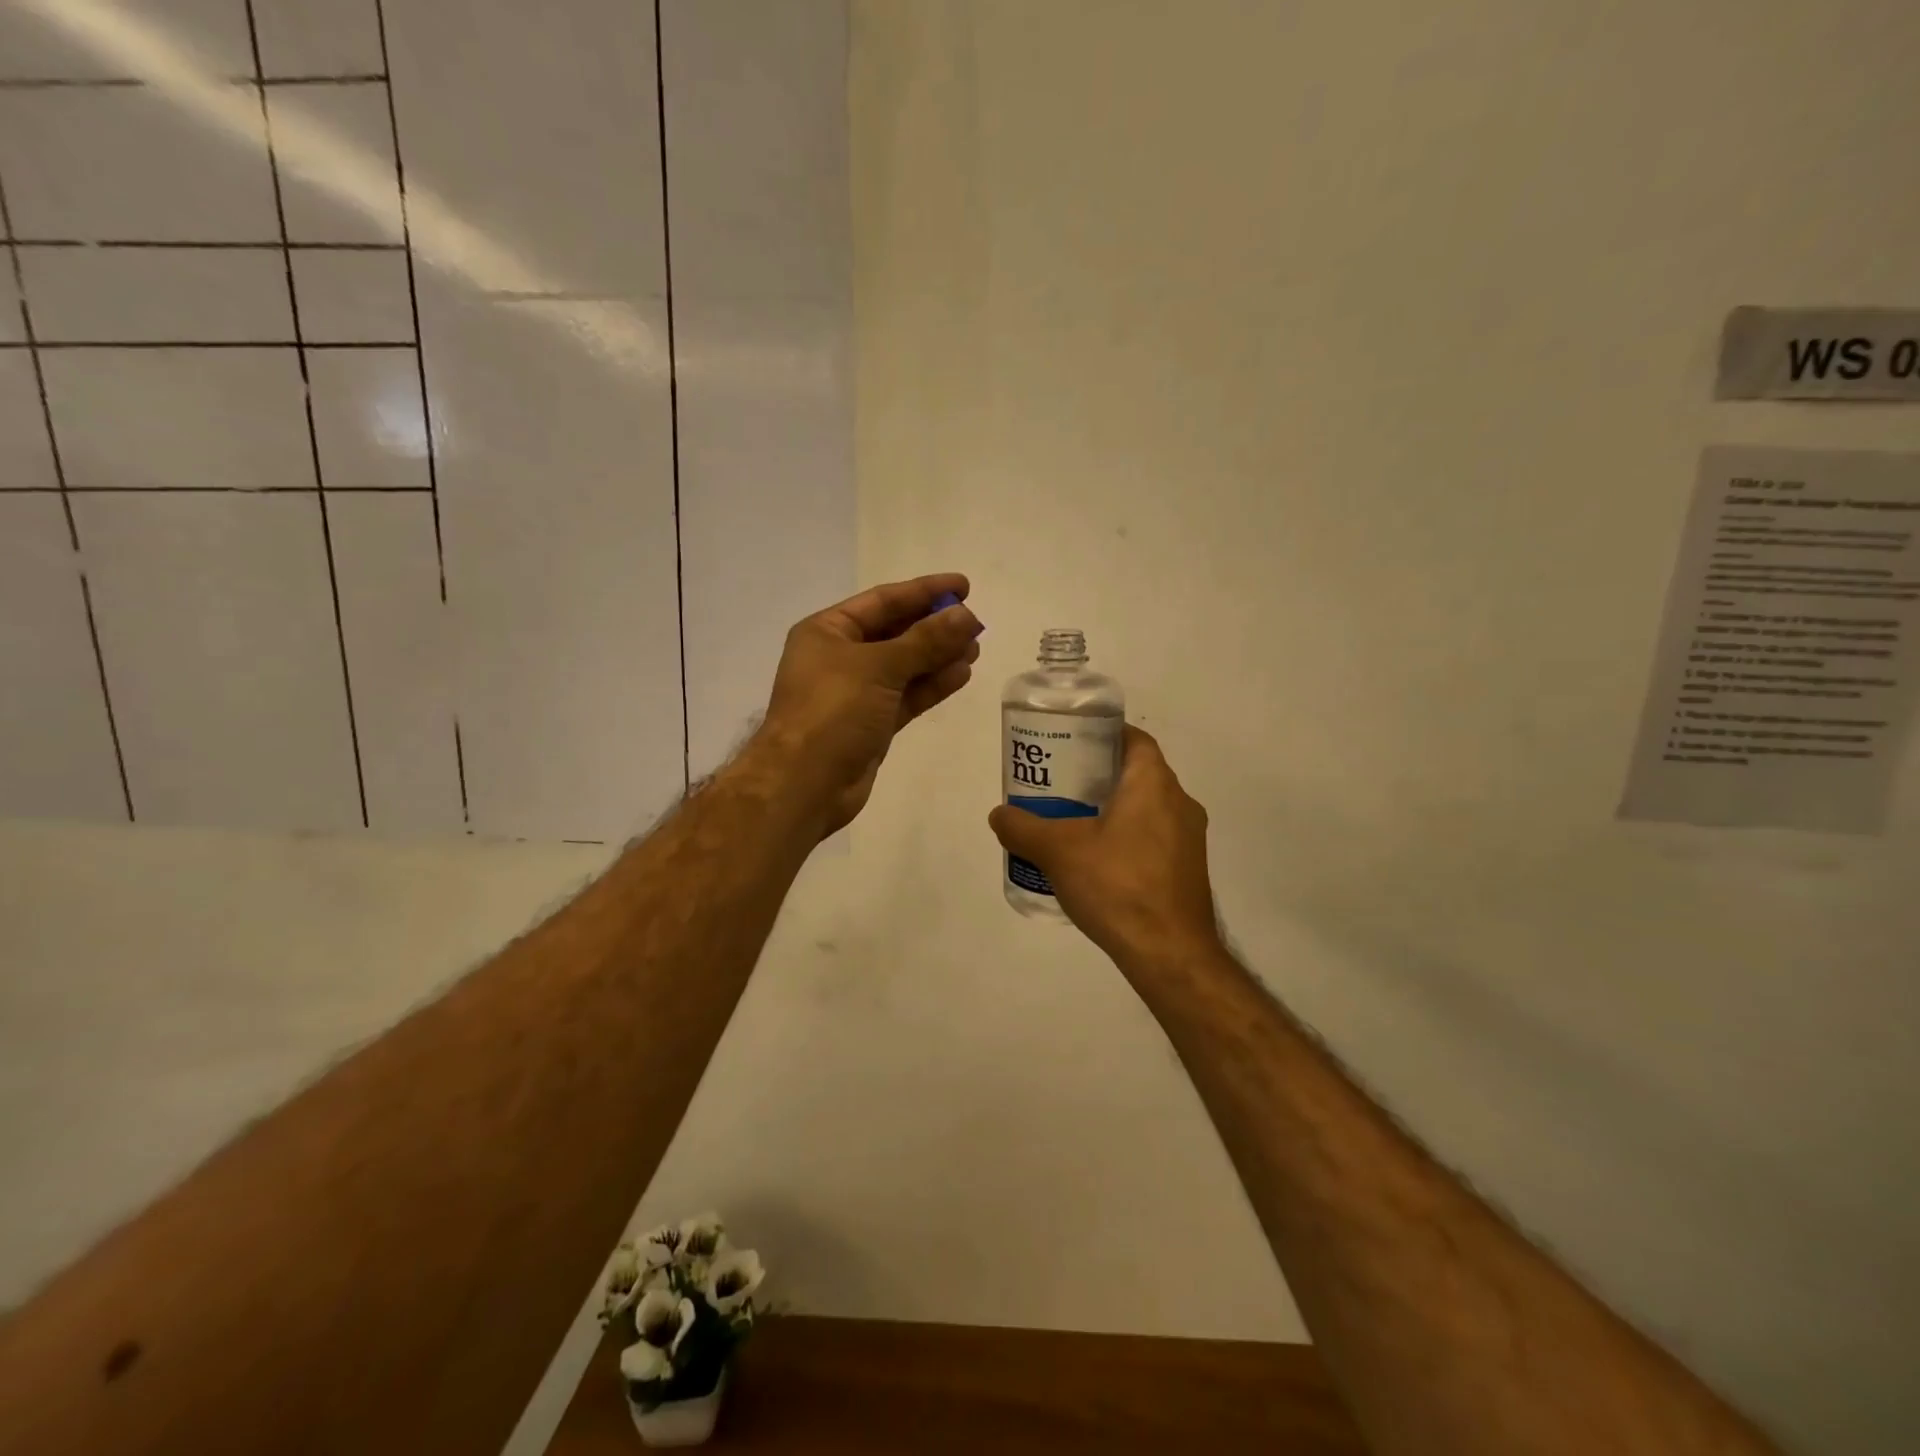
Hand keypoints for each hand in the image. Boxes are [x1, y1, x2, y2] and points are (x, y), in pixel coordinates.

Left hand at [757, 573, 982, 834]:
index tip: (964, 586)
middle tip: (976, 623)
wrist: (805, 783)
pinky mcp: (871, 724)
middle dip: (935, 627)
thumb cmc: (833, 711)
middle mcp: (840, 657)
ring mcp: (856, 693)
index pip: (883, 601)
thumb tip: (966, 615)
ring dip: (939, 656)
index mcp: (828, 631)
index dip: (924, 591)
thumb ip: (926, 640)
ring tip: (976, 648)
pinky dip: (932, 685)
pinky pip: (906, 696)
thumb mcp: (879, 666)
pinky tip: (961, 674)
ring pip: (905, 667)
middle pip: (895, 633)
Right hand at [988, 726, 1220, 969]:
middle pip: (1137, 774)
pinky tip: (1097, 864)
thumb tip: (999, 815)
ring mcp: (1189, 839)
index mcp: (1154, 783)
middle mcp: (1180, 803)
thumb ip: (1023, 827)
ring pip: (1147, 809)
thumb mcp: (1057, 851)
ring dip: (1114, 810)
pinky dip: (1127, 839)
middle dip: (1100, 776)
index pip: (1134, 739)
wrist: (1170, 953)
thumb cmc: (1117, 885)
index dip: (1103, 735)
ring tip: (1073, 825)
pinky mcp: (1188, 871)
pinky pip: (1154, 839)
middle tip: (1061, 786)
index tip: (1072, 744)